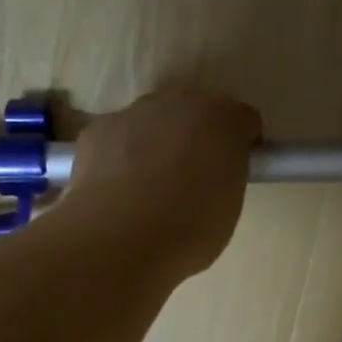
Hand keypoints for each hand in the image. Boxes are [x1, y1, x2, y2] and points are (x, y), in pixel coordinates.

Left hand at [64, 82, 262, 277]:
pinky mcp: (97, 130)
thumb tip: (210, 177)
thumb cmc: (190, 229)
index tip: (235, 168)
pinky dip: (118, 156)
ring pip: (151, 120)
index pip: (243, 119)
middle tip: (191, 174)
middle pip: (194, 109)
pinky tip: (116, 189)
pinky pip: (116, 138)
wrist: (121, 237)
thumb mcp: (227, 207)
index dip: (242, 142)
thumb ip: (224, 178)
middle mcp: (180, 103)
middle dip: (195, 133)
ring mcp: (134, 112)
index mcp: (223, 121)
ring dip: (155, 141)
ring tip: (146, 185)